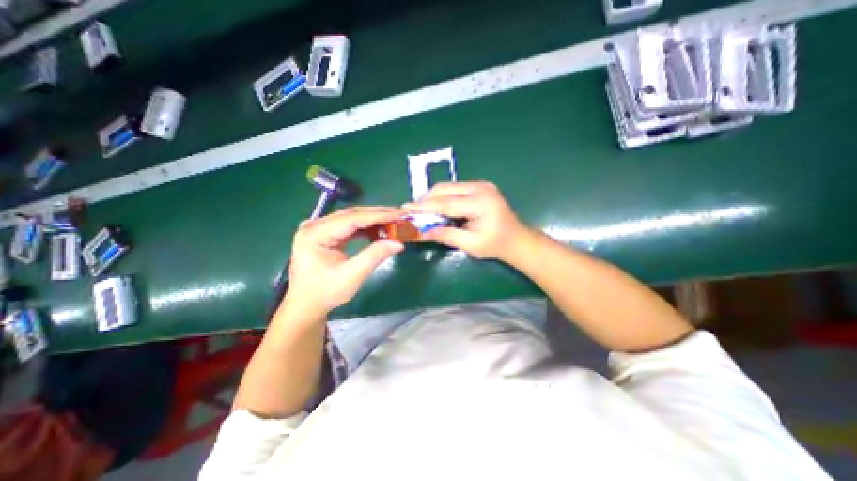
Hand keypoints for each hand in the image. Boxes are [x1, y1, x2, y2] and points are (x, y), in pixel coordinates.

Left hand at [283, 206, 404, 314]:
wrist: (306, 305)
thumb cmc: (325, 292)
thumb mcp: (352, 275)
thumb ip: (374, 256)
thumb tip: (399, 243)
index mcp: (315, 234)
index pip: (352, 219)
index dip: (378, 216)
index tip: (399, 214)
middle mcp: (314, 225)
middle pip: (352, 214)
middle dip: (378, 215)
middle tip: (400, 215)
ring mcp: (318, 228)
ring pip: (352, 218)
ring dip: (373, 220)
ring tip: (393, 221)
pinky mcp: (325, 234)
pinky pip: (349, 226)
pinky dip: (366, 228)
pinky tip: (379, 229)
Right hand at [403, 180, 529, 262]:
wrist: (517, 239)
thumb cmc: (496, 245)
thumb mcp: (470, 244)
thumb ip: (446, 235)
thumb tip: (420, 232)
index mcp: (481, 202)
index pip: (446, 203)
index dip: (424, 207)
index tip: (406, 209)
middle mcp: (480, 188)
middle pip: (445, 189)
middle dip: (426, 200)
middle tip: (413, 213)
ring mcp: (481, 185)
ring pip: (448, 187)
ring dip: (434, 198)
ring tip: (423, 212)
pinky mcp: (480, 186)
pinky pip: (455, 189)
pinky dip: (443, 198)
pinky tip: (438, 208)